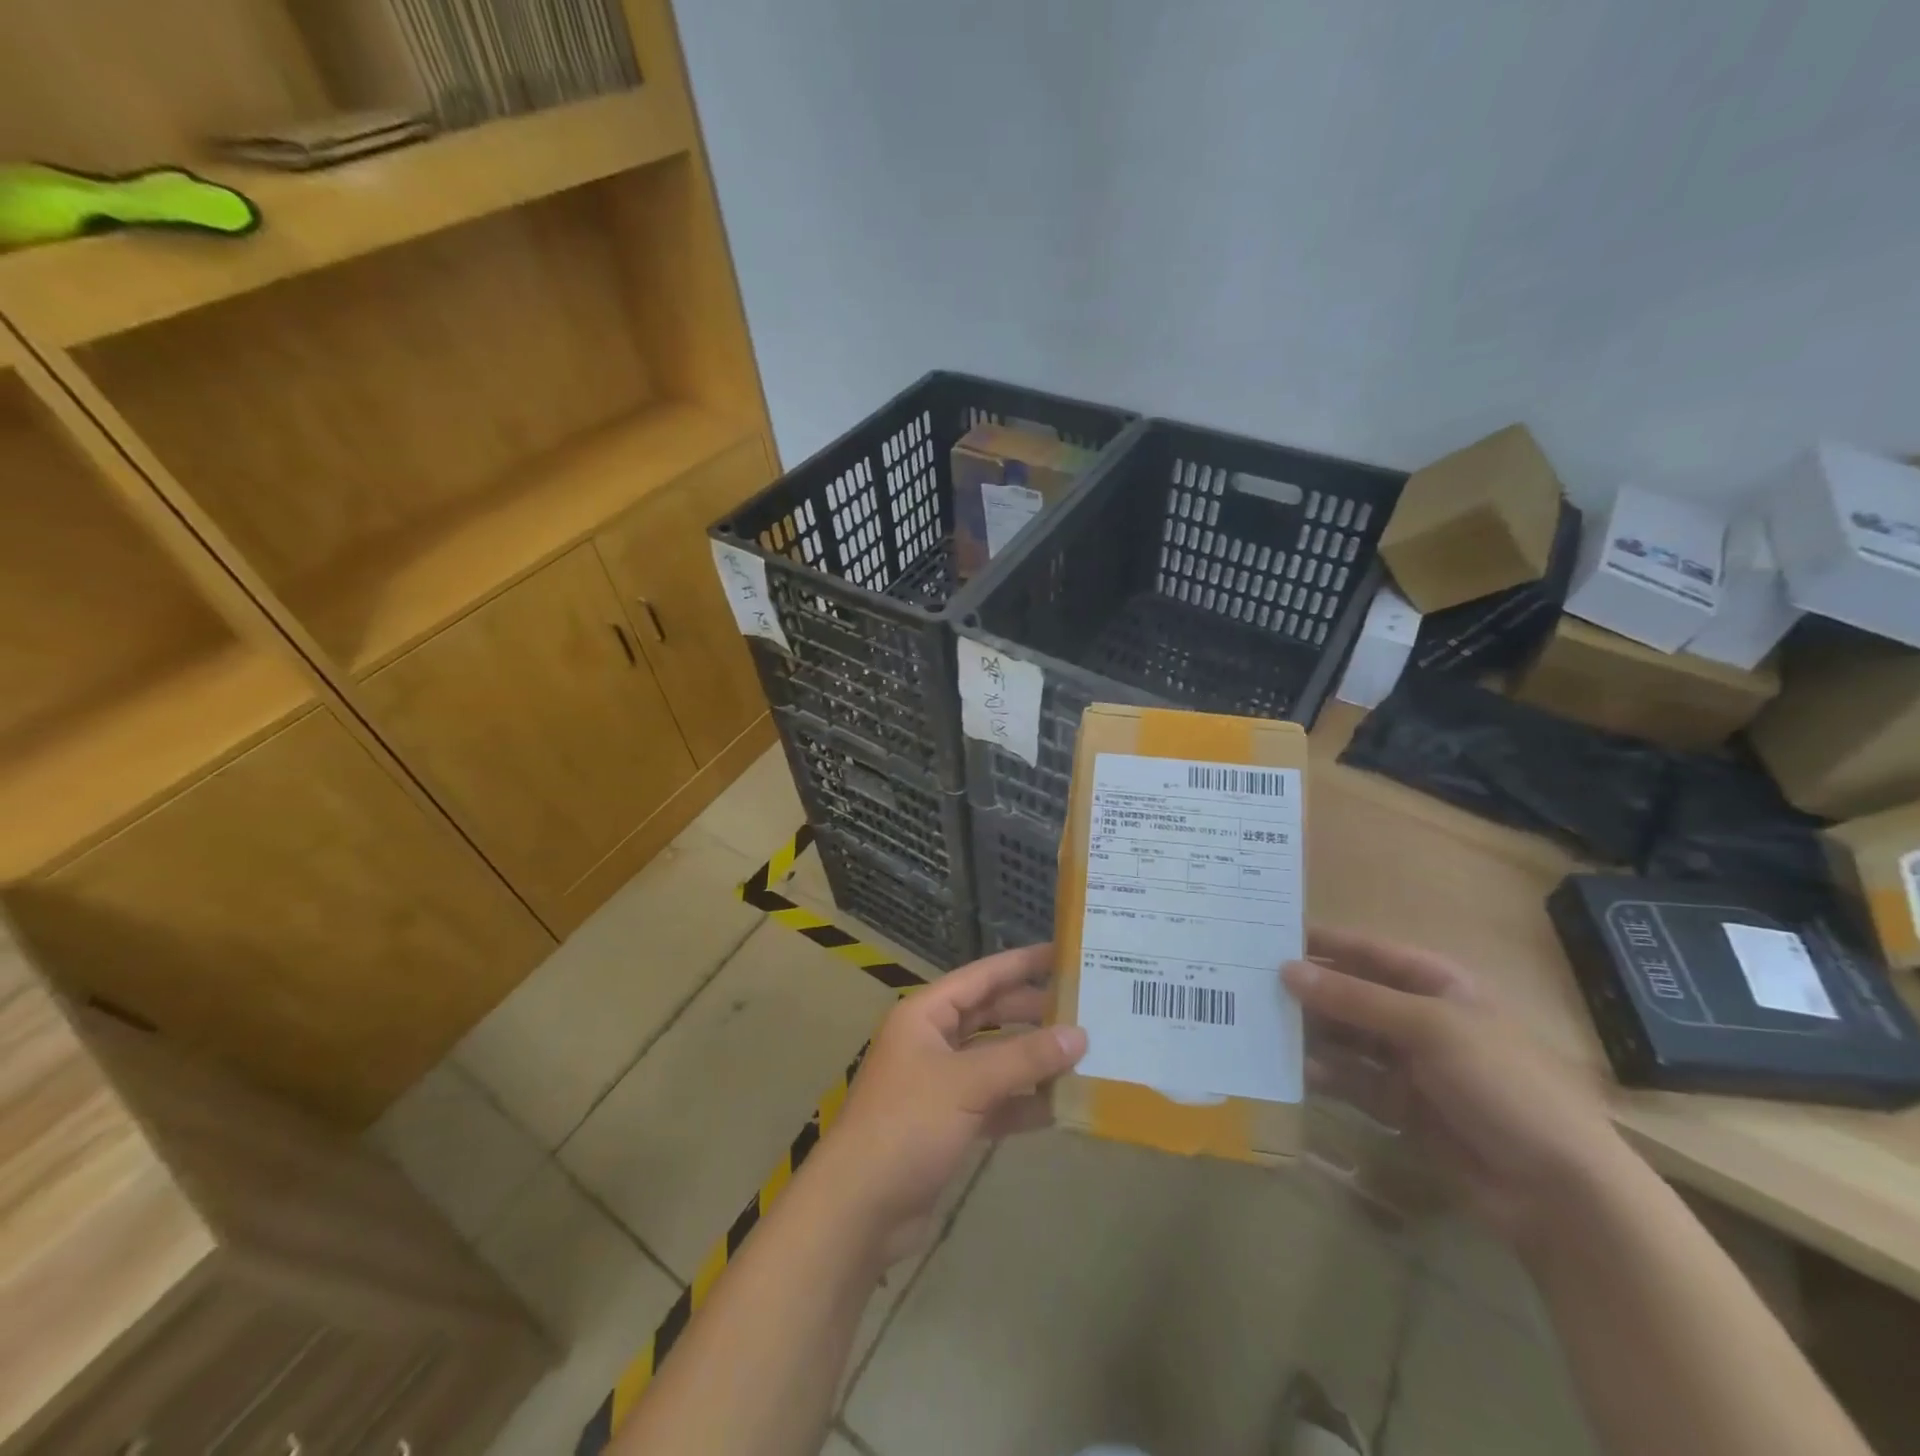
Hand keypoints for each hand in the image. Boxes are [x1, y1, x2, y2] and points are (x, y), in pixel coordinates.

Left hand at [821, 944, 1086, 1261]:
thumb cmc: (908, 1124)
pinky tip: (1060, 1105)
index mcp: (925, 1015)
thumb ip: (1024, 1058)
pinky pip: (994, 1101)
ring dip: (1033, 1059)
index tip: (1062, 954)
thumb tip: (1080, 1035)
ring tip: (1083, 1053)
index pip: (980, 977)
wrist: (860, 1207)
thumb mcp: (968, 1083)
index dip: (1020, 964)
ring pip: (995, 1060)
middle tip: (1083, 1007)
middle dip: (1032, 1012)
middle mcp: (932, 1041)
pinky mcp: (949, 1123)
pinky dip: (1022, 1102)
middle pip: (990, 1016)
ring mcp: (940, 1083)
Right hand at [1284, 926, 1626, 1250]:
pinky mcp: (1402, 1107)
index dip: (1324, 944)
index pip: (1370, 953)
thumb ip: (1355, 999)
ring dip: (1311, 1033)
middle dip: (1309, 992)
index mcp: (1439, 985)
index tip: (1269, 938)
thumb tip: (1286, 970)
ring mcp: (1411, 1065)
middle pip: (1353, 996)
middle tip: (1251, 986)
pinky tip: (1294, 1072)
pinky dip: (1325, 1075)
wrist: (1559, 1191)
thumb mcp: (1429, 1028)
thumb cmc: (1503, 1084)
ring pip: (1347, 1038)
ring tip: (1262, 1027)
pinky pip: (1352, 1080)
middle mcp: (1420, 1018)